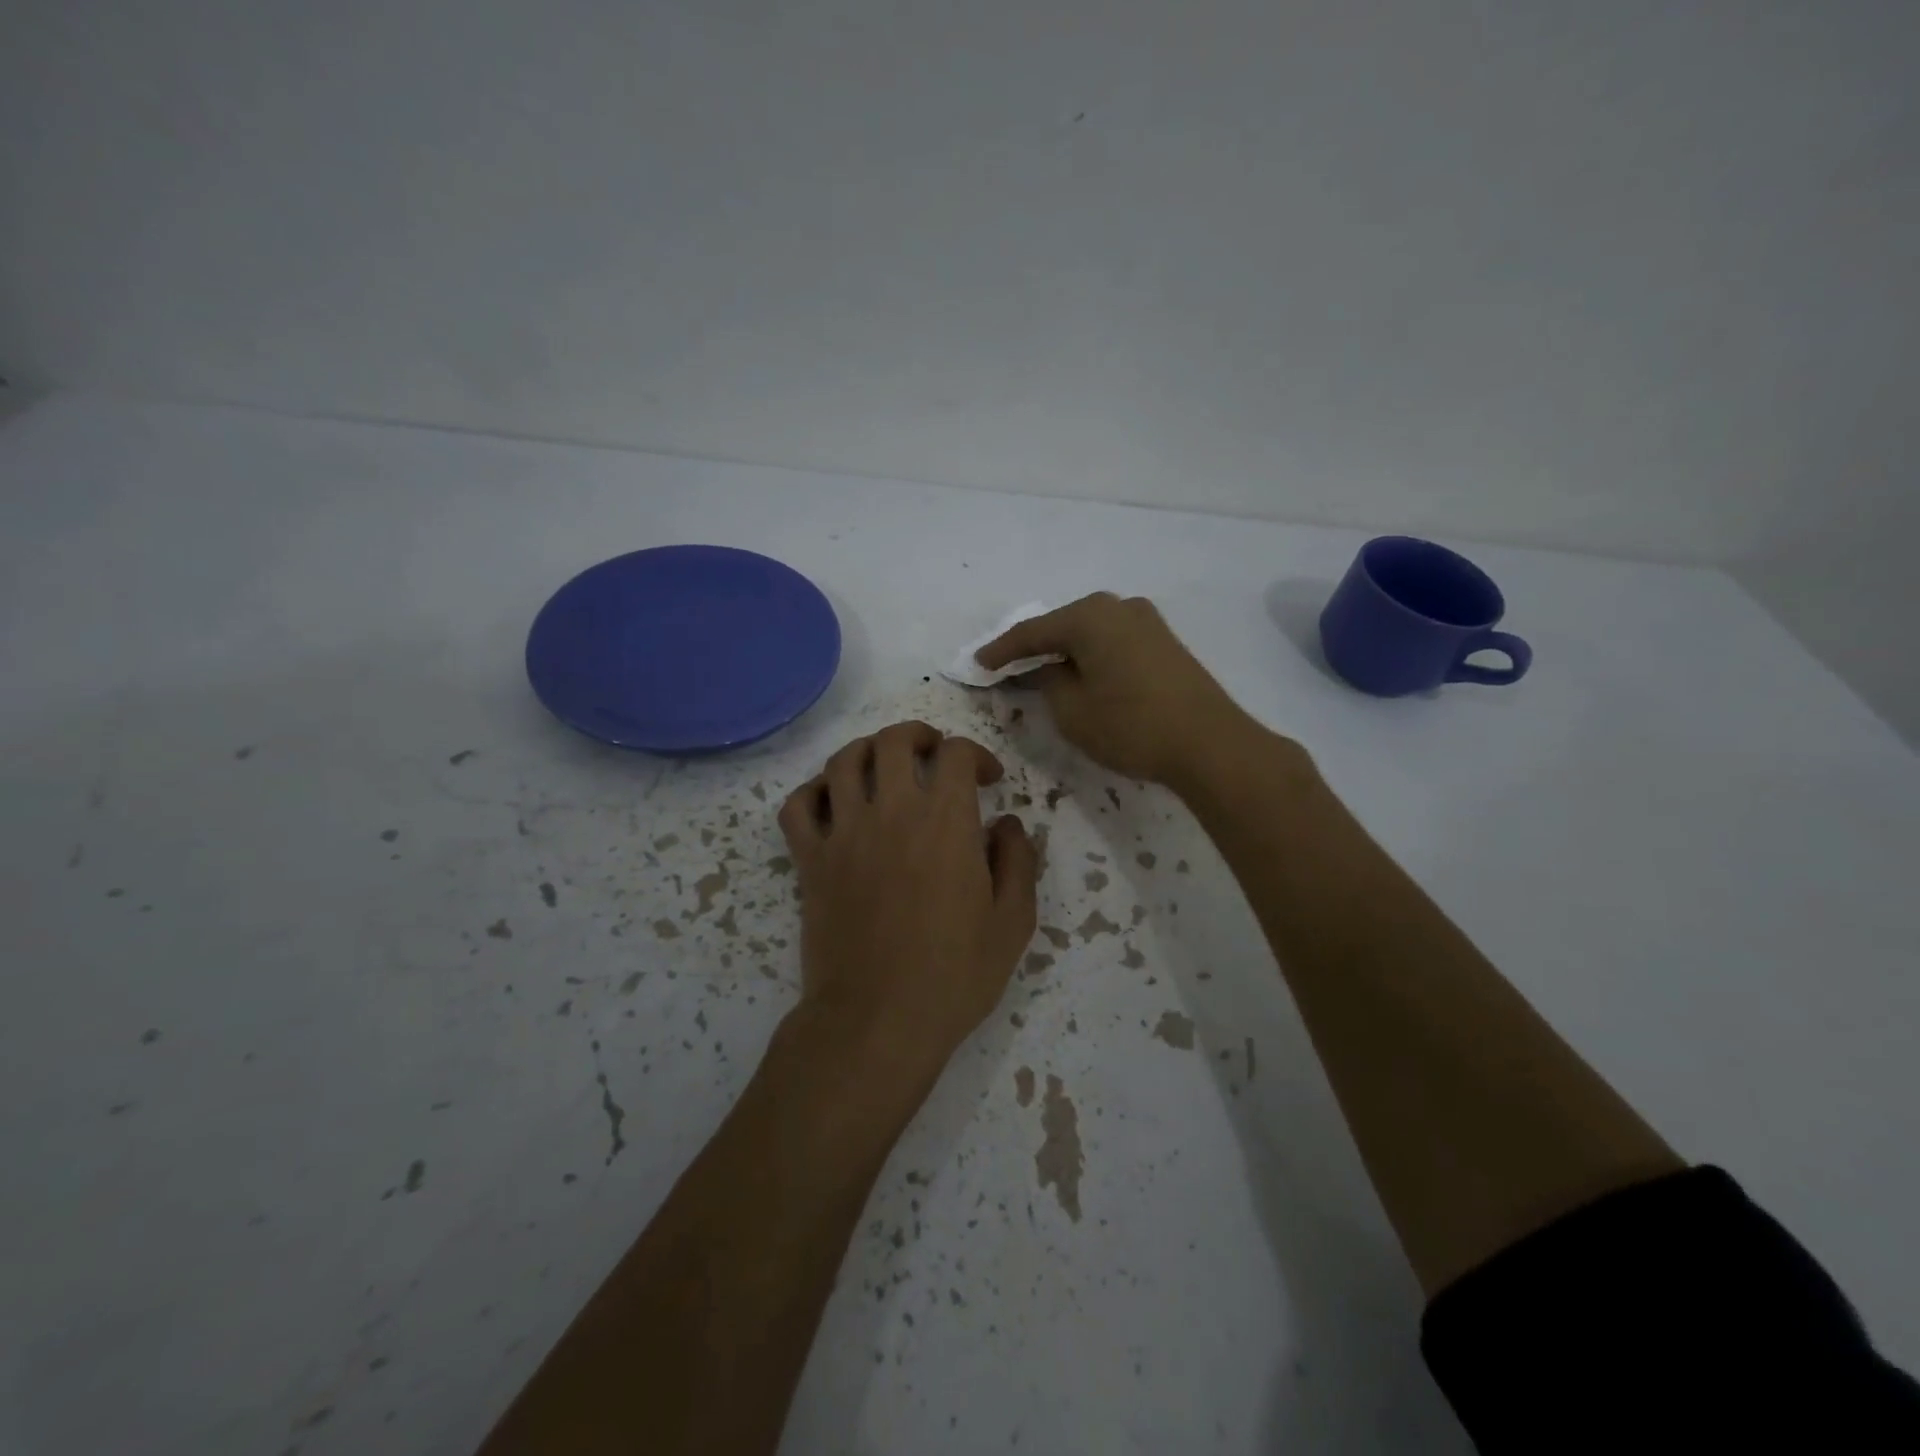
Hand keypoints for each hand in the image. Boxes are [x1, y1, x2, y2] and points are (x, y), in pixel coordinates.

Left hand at [778, 721, 1037, 1080]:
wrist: (878, 1021)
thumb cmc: (954, 975)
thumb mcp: (1012, 922)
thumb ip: (1017, 862)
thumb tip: (1007, 824)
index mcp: (945, 822)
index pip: (956, 753)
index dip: (976, 755)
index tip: (988, 779)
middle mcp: (891, 812)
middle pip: (894, 741)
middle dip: (919, 736)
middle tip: (934, 753)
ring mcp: (843, 834)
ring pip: (843, 761)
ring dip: (867, 751)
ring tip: (883, 766)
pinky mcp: (810, 861)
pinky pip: (797, 806)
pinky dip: (812, 791)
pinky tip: (832, 800)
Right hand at [975, 593, 1251, 785]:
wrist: (1209, 743)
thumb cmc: (1131, 725)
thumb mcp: (1072, 710)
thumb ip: (1048, 682)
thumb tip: (1047, 668)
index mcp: (1090, 616)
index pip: (1032, 632)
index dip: (1001, 651)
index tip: (978, 664)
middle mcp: (1118, 606)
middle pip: (1063, 626)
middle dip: (1034, 648)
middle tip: (1006, 667)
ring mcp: (1146, 621)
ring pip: (1090, 633)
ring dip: (1064, 652)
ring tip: (1040, 672)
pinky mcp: (1164, 642)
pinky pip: (1112, 642)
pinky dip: (1090, 656)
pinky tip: (1080, 673)